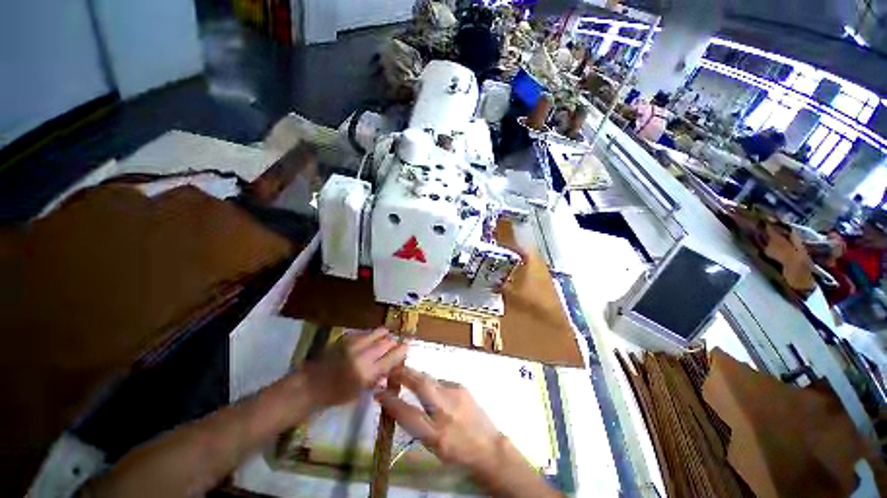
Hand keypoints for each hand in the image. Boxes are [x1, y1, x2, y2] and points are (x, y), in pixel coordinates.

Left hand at [303, 328, 407, 407]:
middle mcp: (363, 356)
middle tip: (393, 348)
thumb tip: (391, 368)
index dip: (402, 350)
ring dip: (384, 336)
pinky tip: (369, 342)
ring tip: (384, 341)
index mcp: (367, 373)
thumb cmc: (335, 395)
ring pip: (378, 332)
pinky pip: (366, 332)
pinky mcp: (347, 337)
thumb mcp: (359, 392)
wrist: (310, 385)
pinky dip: (372, 336)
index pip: (392, 357)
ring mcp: (354, 344)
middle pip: (387, 342)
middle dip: (393, 344)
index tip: (407, 347)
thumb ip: (377, 378)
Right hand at [375, 367, 502, 471]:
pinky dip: (433, 386)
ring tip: (408, 376)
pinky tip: (434, 392)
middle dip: (404, 375)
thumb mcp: (434, 448)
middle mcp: (446, 411)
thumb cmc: (458, 453)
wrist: (489, 448)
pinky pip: (441, 383)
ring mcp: (456, 396)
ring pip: (431, 380)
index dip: (392, 403)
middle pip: (421, 385)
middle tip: (392, 371)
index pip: (408, 415)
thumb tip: (402, 404)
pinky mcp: (462, 387)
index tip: (380, 394)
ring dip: (417, 378)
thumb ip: (418, 426)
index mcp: (436, 435)